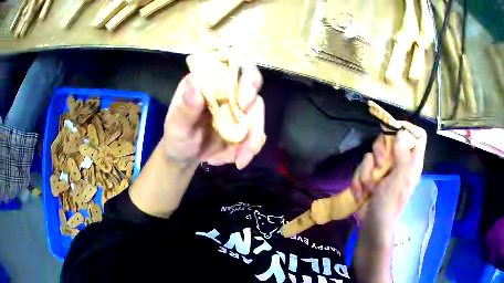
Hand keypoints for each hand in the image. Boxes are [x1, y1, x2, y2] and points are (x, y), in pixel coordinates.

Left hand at [161, 57, 264, 169]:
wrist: (185, 158)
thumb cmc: (177, 138)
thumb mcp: (176, 126)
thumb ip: (185, 108)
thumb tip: (193, 81)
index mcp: (207, 81)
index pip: (230, 64)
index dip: (244, 74)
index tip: (243, 100)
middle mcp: (225, 89)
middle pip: (252, 83)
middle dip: (253, 105)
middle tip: (245, 130)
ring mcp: (237, 106)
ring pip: (257, 111)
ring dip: (252, 137)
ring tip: (239, 159)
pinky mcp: (244, 124)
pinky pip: (257, 132)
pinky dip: (251, 148)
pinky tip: (238, 161)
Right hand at [351, 121, 426, 241]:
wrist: (371, 223)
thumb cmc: (389, 204)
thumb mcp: (399, 180)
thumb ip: (403, 156)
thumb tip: (401, 132)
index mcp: (412, 162)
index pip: (418, 136)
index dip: (409, 128)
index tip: (394, 128)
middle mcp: (399, 162)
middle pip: (391, 139)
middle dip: (380, 150)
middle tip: (378, 163)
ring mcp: (385, 168)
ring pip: (373, 153)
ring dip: (366, 171)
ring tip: (368, 187)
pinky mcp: (372, 174)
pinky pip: (363, 166)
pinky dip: (359, 179)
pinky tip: (361, 192)